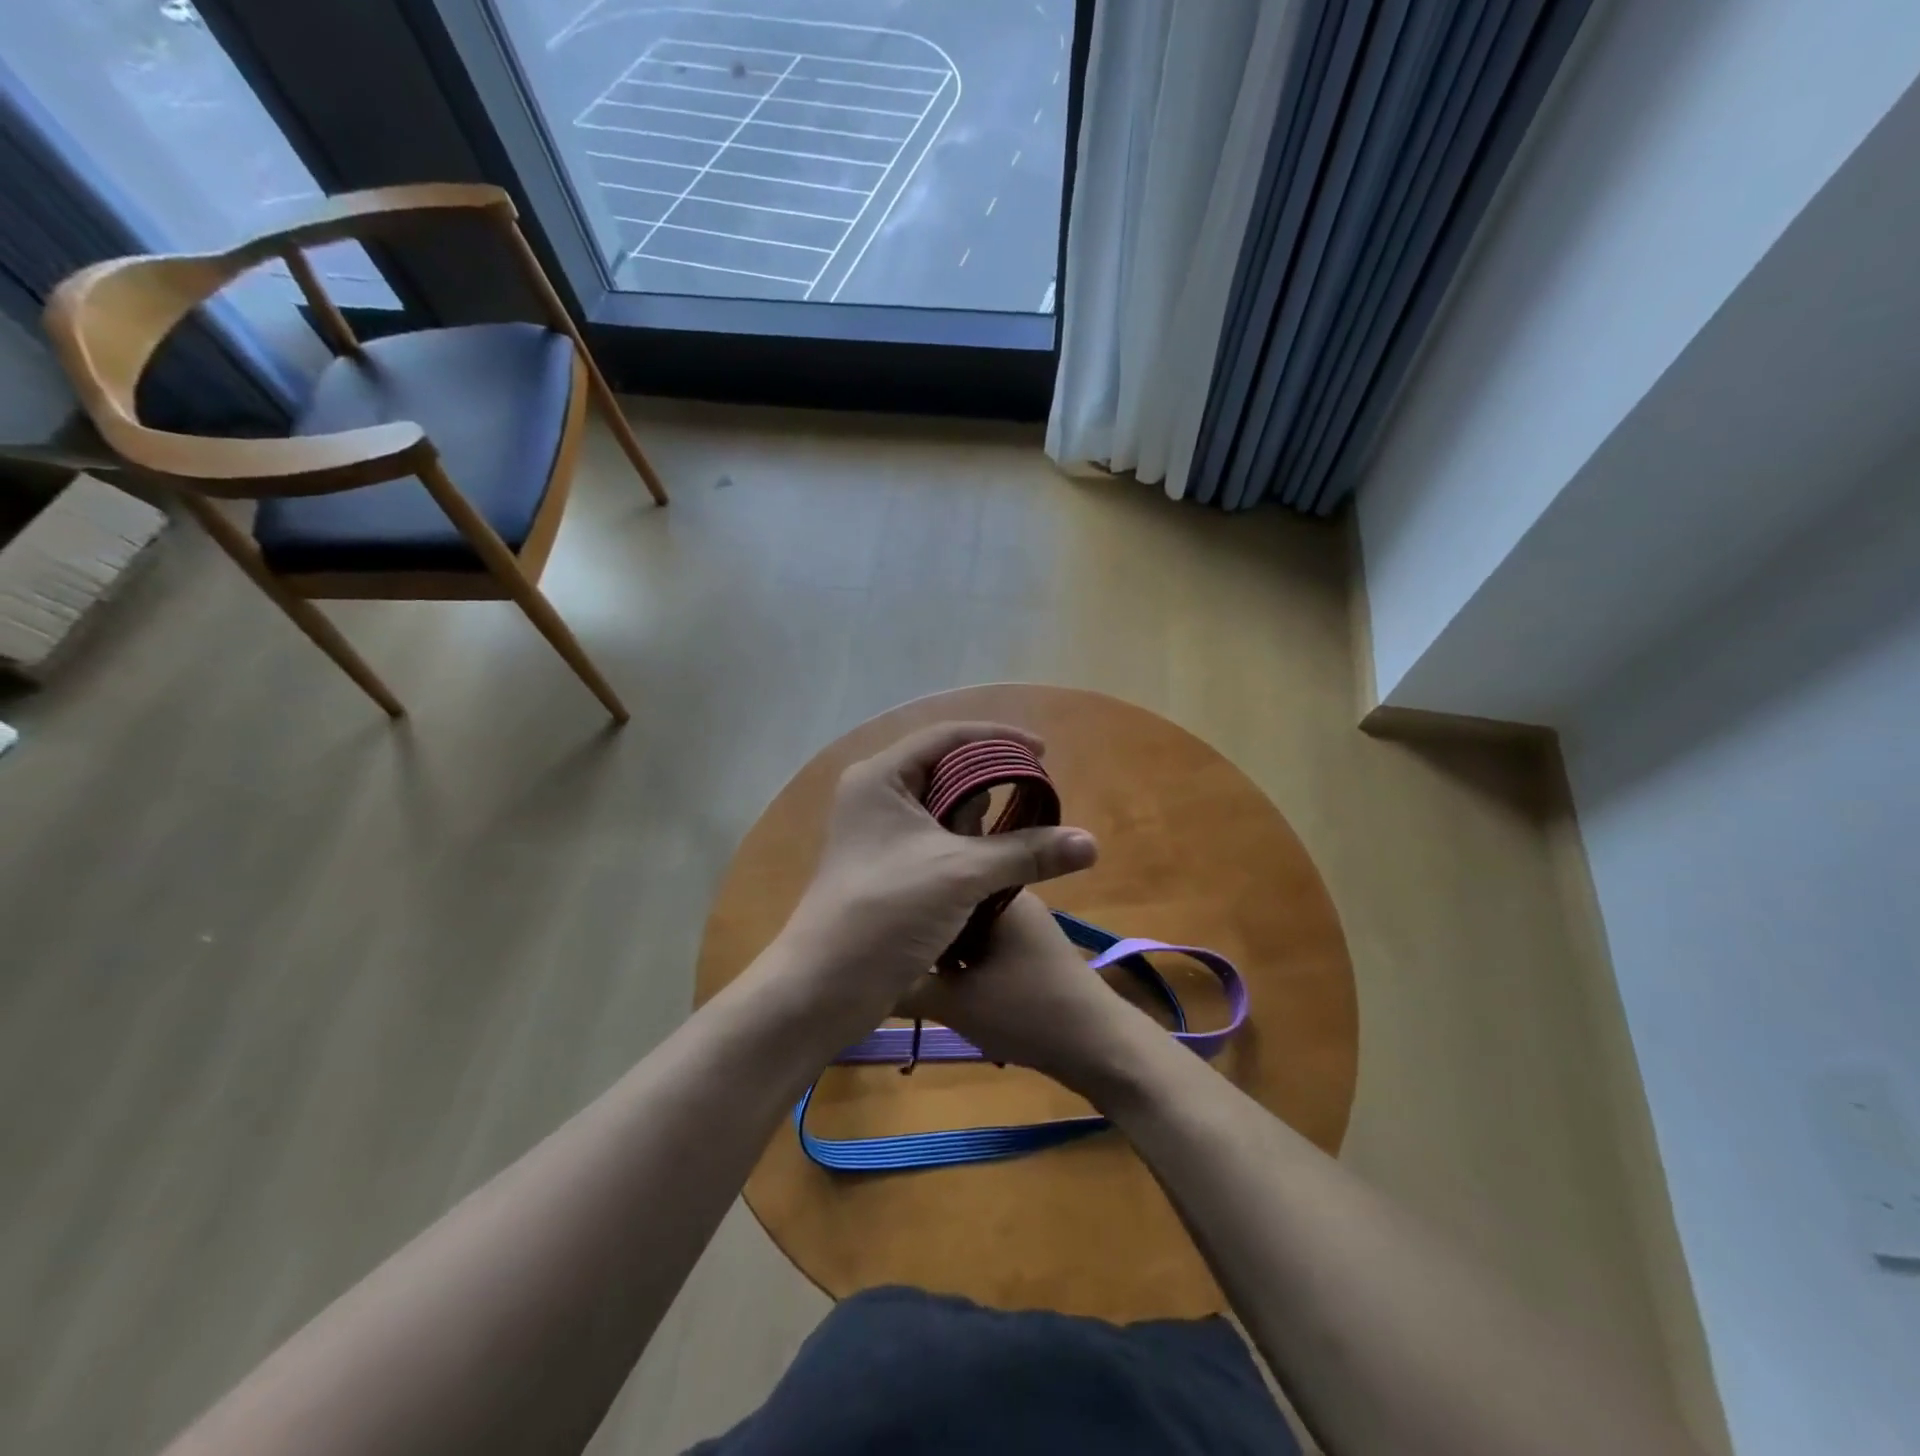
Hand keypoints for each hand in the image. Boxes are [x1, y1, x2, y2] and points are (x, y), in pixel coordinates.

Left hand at [770, 723, 1098, 1043]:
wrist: (824, 988)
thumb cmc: (886, 912)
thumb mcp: (961, 873)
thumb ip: (1026, 852)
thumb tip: (1091, 843)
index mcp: (881, 777)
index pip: (947, 736)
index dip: (998, 738)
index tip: (1044, 752)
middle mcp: (876, 795)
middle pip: (945, 768)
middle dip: (993, 777)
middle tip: (1038, 789)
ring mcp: (879, 832)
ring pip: (942, 806)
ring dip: (982, 813)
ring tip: (1026, 822)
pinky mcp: (887, 865)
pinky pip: (936, 837)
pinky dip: (968, 840)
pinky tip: (999, 855)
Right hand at [896, 890, 1155, 1098]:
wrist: (1097, 1047)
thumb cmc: (1027, 1012)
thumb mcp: (955, 1002)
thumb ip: (907, 985)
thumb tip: (863, 974)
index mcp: (996, 890)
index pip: (941, 875)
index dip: (907, 895)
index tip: (875, 914)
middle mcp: (1010, 896)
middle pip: (950, 899)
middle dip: (919, 921)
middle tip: (880, 942)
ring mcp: (1020, 922)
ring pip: (962, 922)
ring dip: (937, 942)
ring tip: (896, 957)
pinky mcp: (1025, 948)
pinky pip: (979, 941)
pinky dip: (958, 956)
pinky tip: (932, 975)